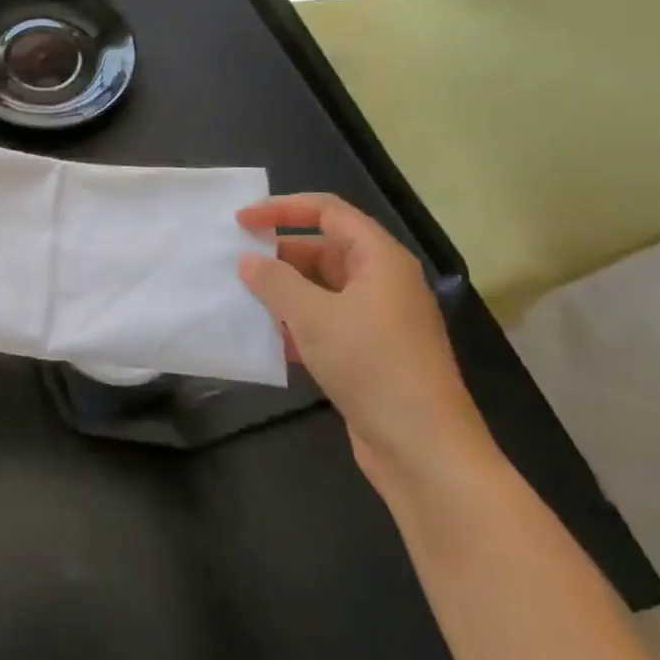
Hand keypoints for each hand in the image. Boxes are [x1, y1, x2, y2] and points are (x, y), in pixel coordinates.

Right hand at [237, 193, 495, 497]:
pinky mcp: (371, 354)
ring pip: (321, 290)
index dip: (283, 209)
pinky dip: (297, 324)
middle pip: (323, 249)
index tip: (242, 222)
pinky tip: (268, 340)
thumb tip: (249, 261)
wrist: (424, 450)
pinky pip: (326, 323)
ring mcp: (379, 321)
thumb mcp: (312, 316)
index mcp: (379, 260)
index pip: (328, 211)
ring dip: (283, 293)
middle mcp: (382, 282)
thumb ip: (274, 281)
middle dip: (279, 256)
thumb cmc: (371, 365)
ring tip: (243, 300)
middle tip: (235, 266)